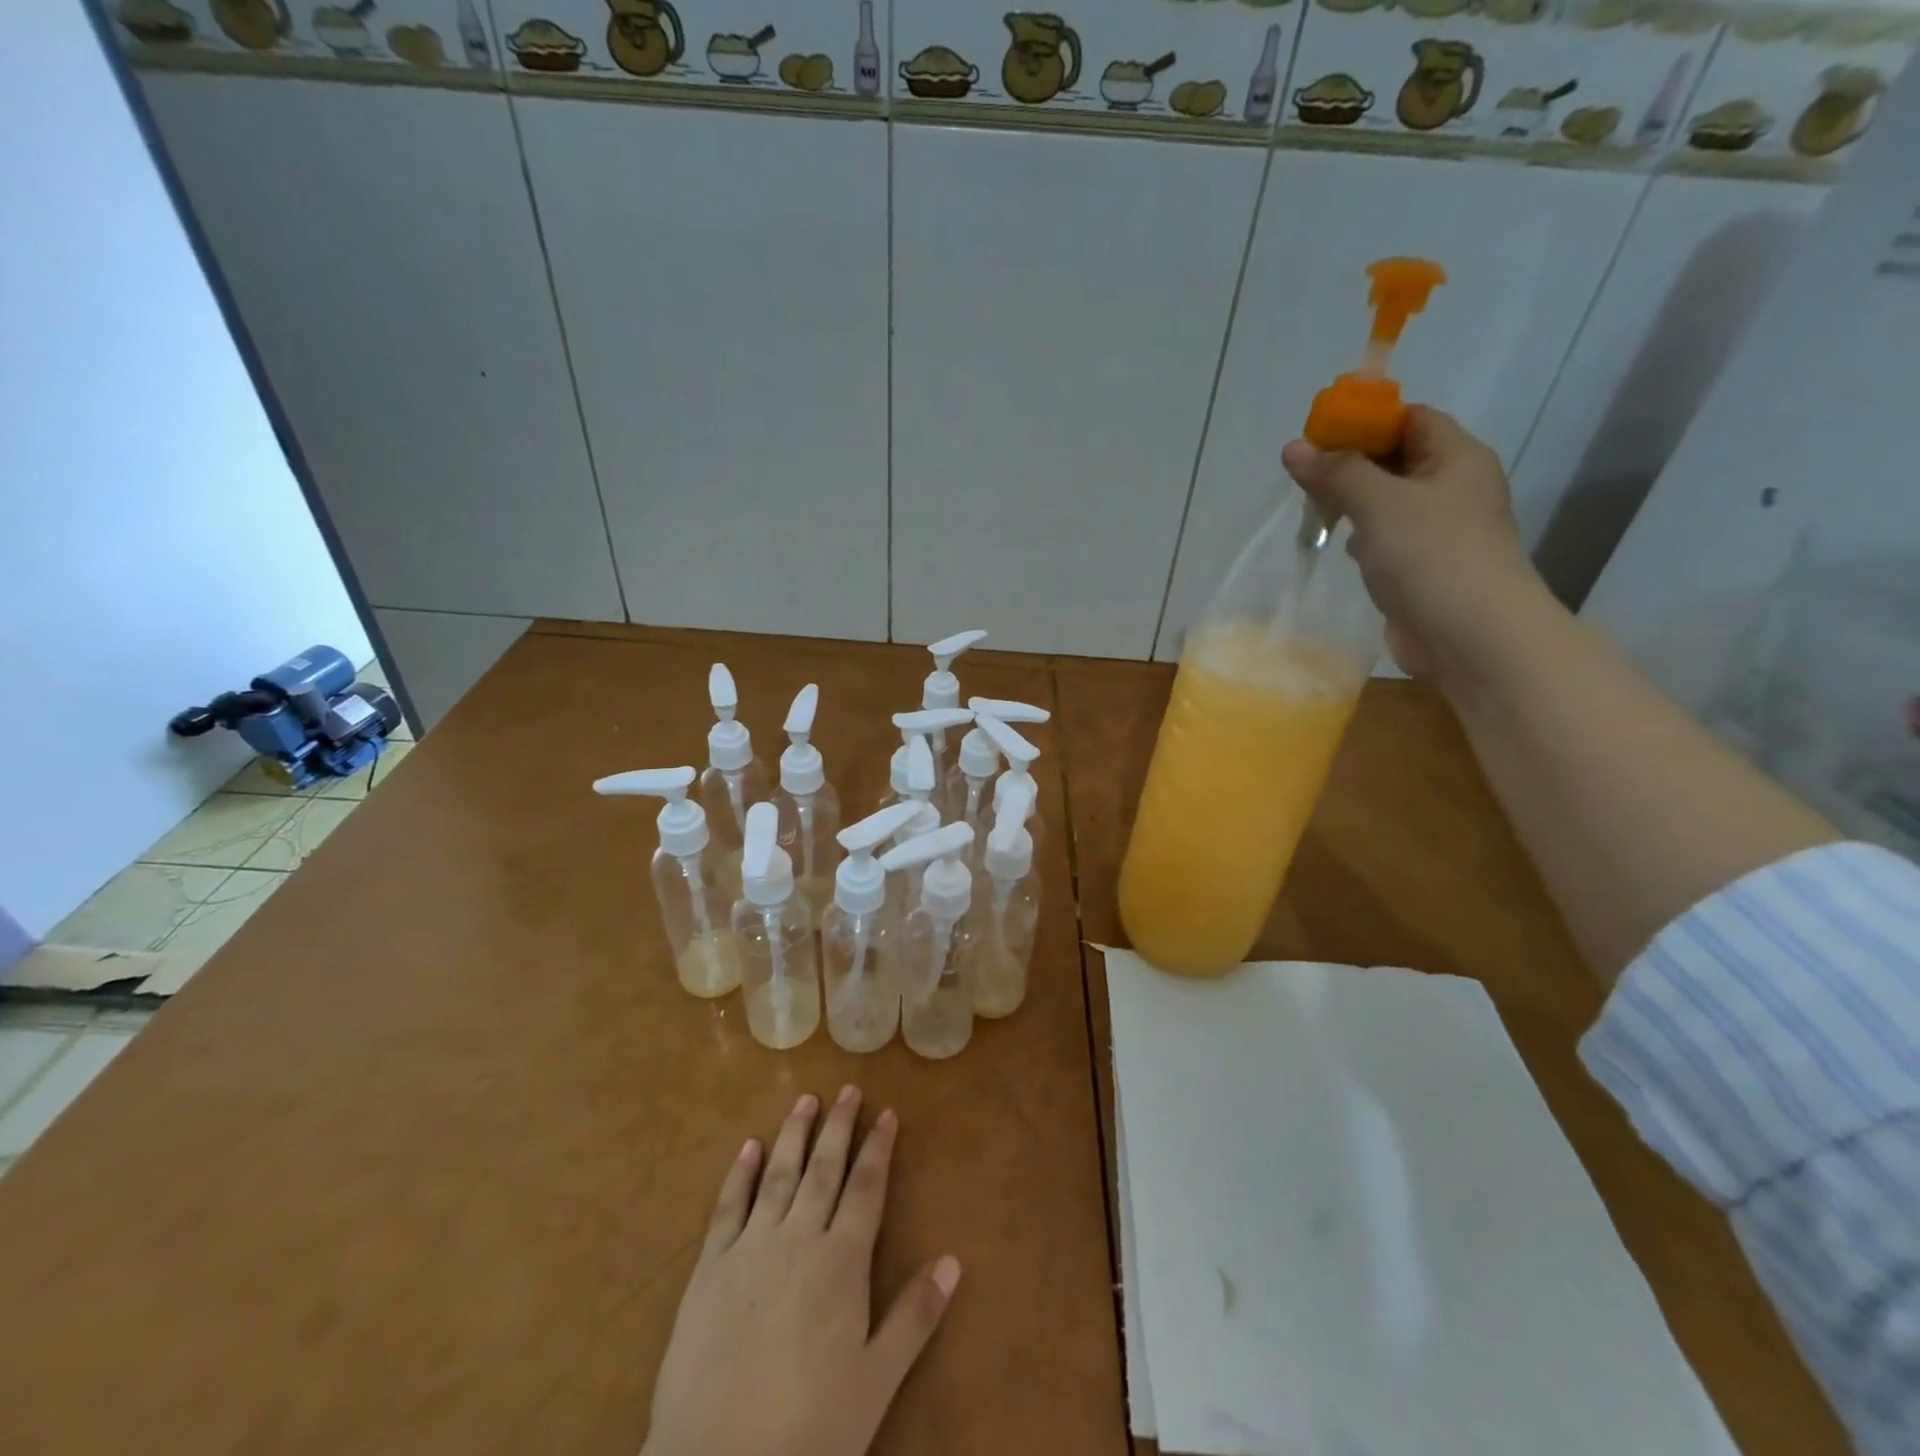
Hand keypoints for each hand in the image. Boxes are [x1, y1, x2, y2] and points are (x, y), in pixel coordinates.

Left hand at [643, 1088, 961, 1455]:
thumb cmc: (810, 1429)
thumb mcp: (876, 1381)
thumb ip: (915, 1317)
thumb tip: (954, 1260)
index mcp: (842, 1261)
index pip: (867, 1187)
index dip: (878, 1148)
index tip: (887, 1113)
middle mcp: (799, 1238)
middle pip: (824, 1168)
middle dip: (839, 1126)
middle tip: (848, 1089)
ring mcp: (751, 1247)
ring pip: (779, 1174)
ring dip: (794, 1134)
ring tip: (805, 1100)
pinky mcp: (710, 1267)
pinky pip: (728, 1206)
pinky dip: (740, 1173)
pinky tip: (749, 1148)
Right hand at [1281, 407, 1549, 684]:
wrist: (1473, 637)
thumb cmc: (1432, 557)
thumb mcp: (1379, 505)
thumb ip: (1336, 473)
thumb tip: (1293, 447)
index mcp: (1456, 458)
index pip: (1411, 418)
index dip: (1367, 420)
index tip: (1319, 434)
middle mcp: (1452, 488)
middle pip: (1397, 459)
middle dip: (1351, 463)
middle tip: (1304, 473)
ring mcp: (1440, 530)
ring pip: (1389, 501)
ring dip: (1353, 502)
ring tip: (1313, 507)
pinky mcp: (1423, 567)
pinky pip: (1388, 538)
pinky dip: (1362, 537)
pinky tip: (1340, 546)